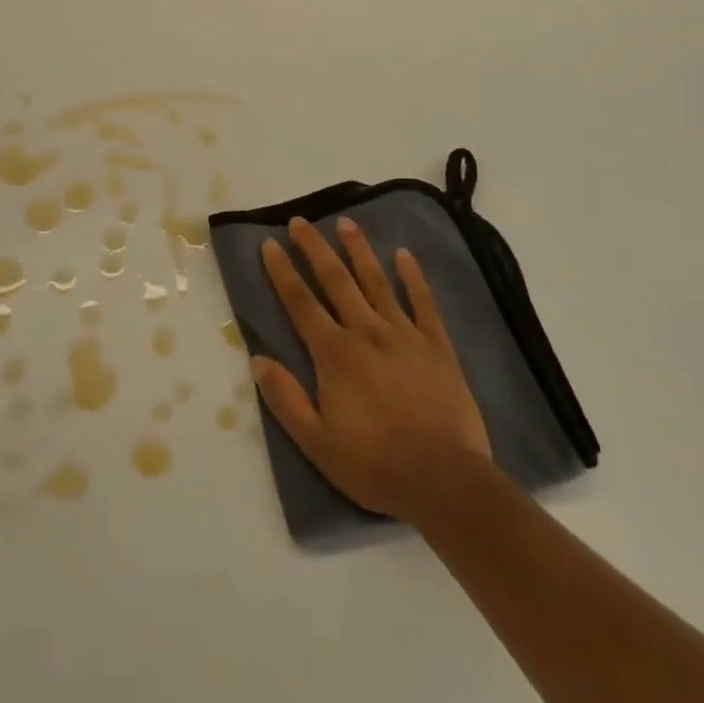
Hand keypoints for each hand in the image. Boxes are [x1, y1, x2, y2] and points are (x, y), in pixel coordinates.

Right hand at [252, 217, 491, 523]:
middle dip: (315, 248)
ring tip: (346, 222)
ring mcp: (404, 335)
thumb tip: (257, 359)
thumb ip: (286, 399)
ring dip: (359, 250)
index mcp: (334, 354)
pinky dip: (414, 277)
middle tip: (301, 220)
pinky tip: (404, 254)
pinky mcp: (437, 346)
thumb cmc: (376, 466)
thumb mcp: (317, 444)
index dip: (282, 271)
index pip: (300, 303)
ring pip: (377, 281)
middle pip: (336, 280)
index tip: (270, 243)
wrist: (446, 482)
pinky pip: (424, 303)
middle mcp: (366, 332)